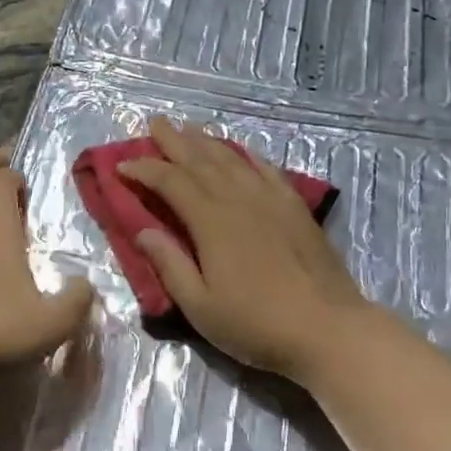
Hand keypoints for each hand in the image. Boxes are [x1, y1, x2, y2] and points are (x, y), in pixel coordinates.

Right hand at [118, 117, 372, 378]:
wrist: (327, 328)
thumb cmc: (257, 324)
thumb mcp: (201, 306)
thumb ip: (170, 265)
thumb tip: (143, 230)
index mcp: (211, 222)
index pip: (171, 183)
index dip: (145, 170)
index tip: (123, 165)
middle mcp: (239, 199)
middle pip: (201, 161)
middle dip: (174, 141)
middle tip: (155, 122)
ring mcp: (271, 199)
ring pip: (232, 159)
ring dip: (207, 141)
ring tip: (189, 128)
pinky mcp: (295, 207)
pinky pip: (266, 169)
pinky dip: (248, 155)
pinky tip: (241, 149)